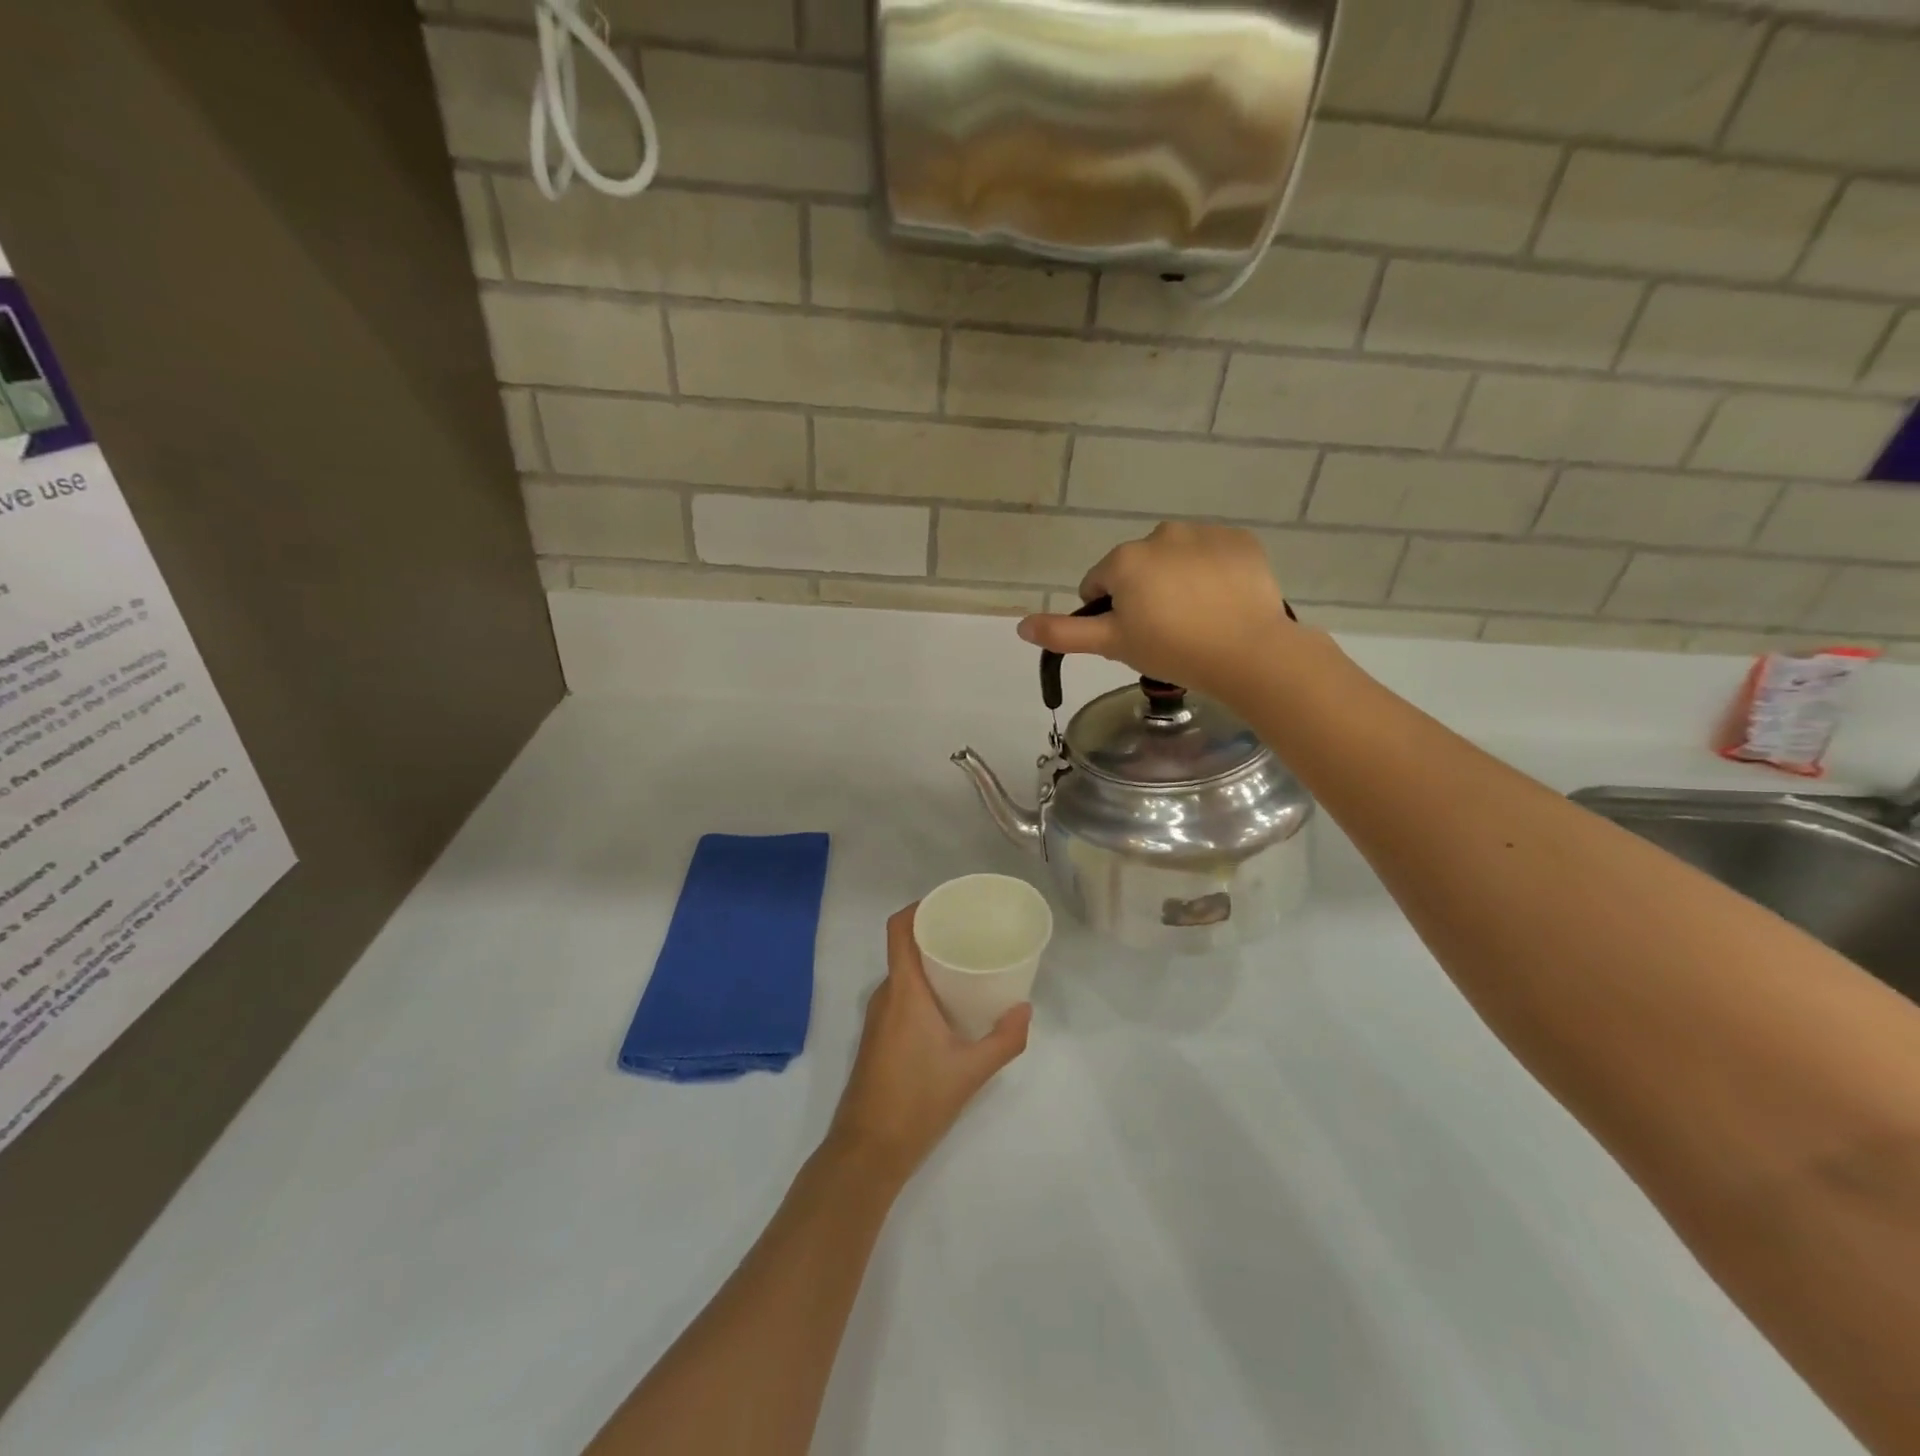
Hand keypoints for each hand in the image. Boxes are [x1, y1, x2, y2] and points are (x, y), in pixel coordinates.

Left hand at [825, 905, 1030, 1184]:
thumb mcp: (971, 1071)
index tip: (950, 903)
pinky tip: (950, 1004)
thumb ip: (1004, 1039)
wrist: (868, 1150)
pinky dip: (923, 987)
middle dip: (935, 934)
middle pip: (904, 947)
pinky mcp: (877, 1036)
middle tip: (973, 934)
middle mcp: (885, 995)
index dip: (919, 907)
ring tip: (967, 964)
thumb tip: (1026, 1009)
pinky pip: (900, 995)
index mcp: (903, 990)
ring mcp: (877, 1017)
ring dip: (930, 963)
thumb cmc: (917, 1101)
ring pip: (903, 973)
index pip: (899, 929)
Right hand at [1015, 521, 1301, 705]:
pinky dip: (1212, 573)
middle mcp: (1160, 534)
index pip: (1098, 584)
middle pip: (1137, 568)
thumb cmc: (1172, 649)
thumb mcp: (1112, 645)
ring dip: (1176, 580)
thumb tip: (1019, 625)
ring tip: (1196, 618)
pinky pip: (1213, 555)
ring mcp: (1204, 533)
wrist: (1249, 652)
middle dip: (1143, 594)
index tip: (1132, 637)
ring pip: (1175, 559)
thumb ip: (1064, 633)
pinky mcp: (1240, 540)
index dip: (1109, 614)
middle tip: (1164, 631)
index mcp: (1124, 560)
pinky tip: (1222, 602)